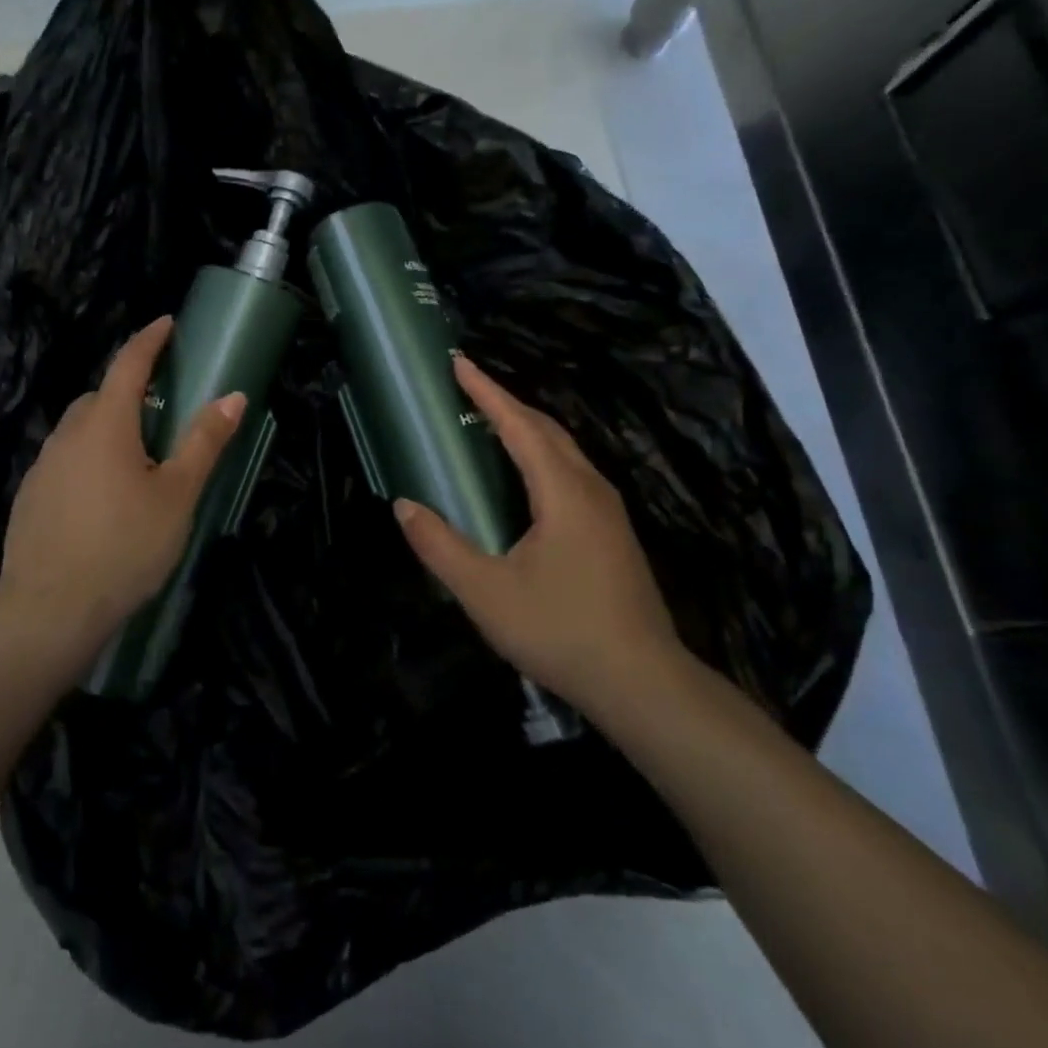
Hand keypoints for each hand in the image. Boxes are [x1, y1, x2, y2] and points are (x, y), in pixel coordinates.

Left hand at [0, 316, 245, 648]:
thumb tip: (233, 396)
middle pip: (102, 396)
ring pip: (81, 429)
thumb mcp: (177, 494)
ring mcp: (44, 465)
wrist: (48, 610)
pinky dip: (90, 458)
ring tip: (138, 458)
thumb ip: (203, 442)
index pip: (128, 364)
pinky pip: (67, 459)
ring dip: (109, 427)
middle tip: (163, 408)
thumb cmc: (124, 546)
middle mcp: (68, 434)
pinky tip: (105, 497)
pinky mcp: (32, 496)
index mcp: (105, 424)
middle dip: (131, 390)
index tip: (167, 323)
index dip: (149, 340)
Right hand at [393, 355, 686, 725]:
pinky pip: (572, 472)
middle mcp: (591, 489)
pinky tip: (525, 476)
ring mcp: (609, 511)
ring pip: (564, 451)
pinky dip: (541, 454)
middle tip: (468, 388)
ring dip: (527, 428)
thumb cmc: (561, 630)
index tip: (459, 363)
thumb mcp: (485, 593)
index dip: (487, 392)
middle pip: (547, 429)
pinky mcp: (613, 533)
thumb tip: (403, 506)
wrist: (644, 684)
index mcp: (563, 491)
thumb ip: (440, 547)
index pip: (519, 425)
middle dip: (507, 403)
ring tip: (490, 423)